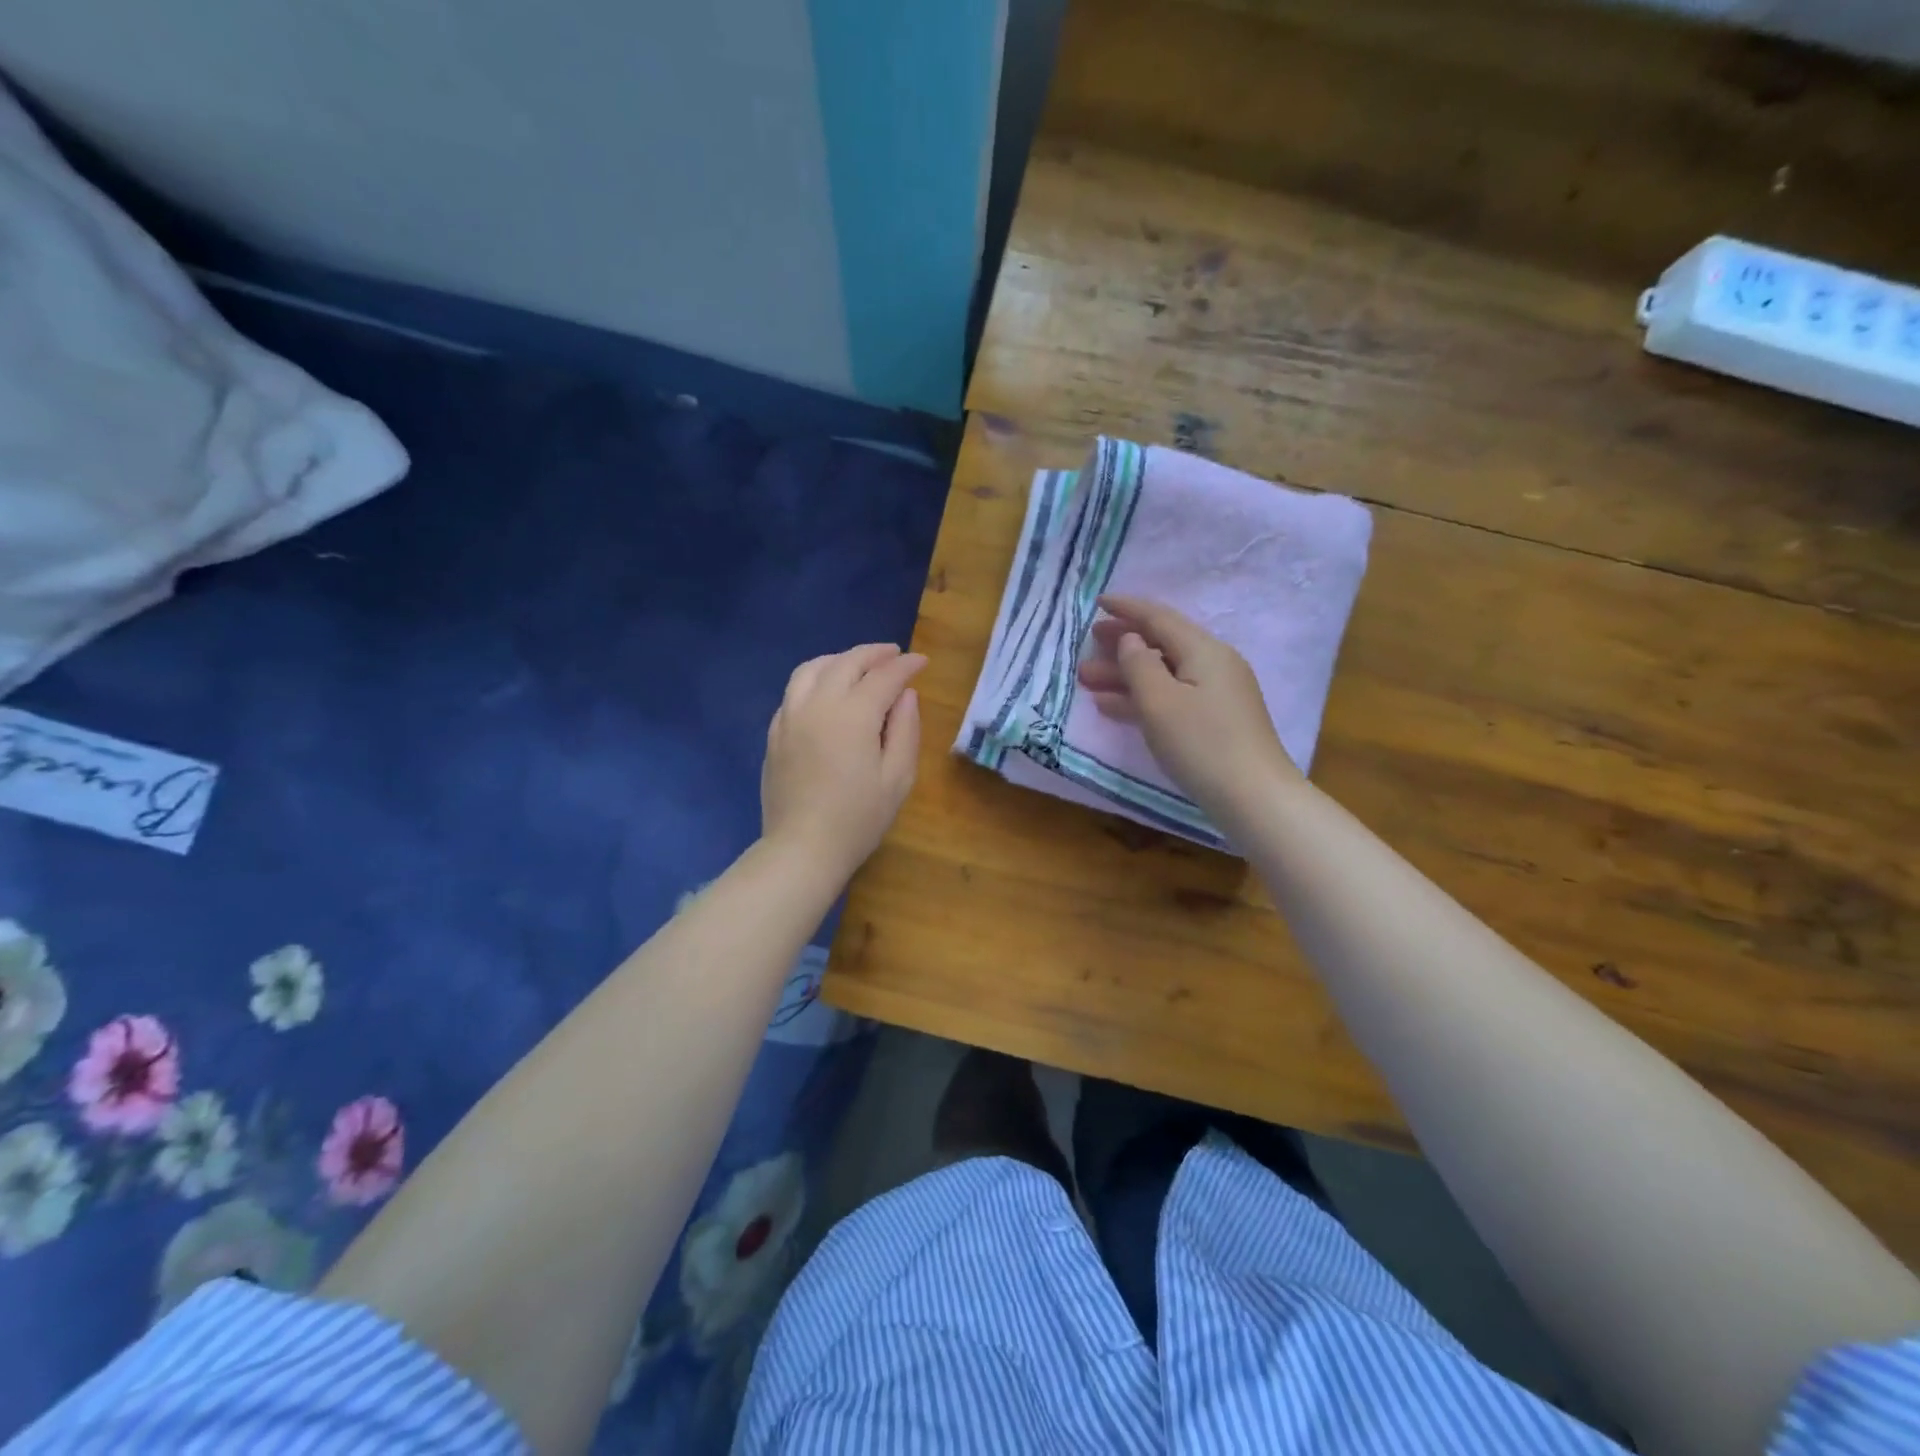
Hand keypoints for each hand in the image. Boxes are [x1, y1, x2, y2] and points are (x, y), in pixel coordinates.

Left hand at [762, 643, 925, 875]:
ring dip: (839, 660)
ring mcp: (789, 716)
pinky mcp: (774, 733)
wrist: (802, 848)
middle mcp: (817, 704)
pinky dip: (815, 680)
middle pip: (846, 663)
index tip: (922, 662)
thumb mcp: (897, 778)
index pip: (883, 676)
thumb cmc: (858, 819)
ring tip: (858, 666)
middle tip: (894, 655)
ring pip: (812, 669)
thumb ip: (905, 730)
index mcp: (853, 715)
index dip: (906, 666)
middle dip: (874, 654)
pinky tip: (826, 693)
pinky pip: (793, 691)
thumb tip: (906, 695)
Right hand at [1076, 595, 1300, 817]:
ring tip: (1087, 679)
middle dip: (1122, 644)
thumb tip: (1131, 640)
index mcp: (1204, 650)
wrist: (1254, 797)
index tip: (1097, 603)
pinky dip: (1142, 698)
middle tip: (1088, 644)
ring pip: (1163, 674)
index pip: (1159, 618)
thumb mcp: (1159, 701)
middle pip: (1161, 644)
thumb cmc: (1201, 744)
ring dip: (1125, 675)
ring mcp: (1216, 694)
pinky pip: (1171, 697)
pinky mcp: (1214, 721)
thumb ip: (1139, 665)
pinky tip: (1112, 707)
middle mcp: (1213, 664)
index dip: (1127, 609)